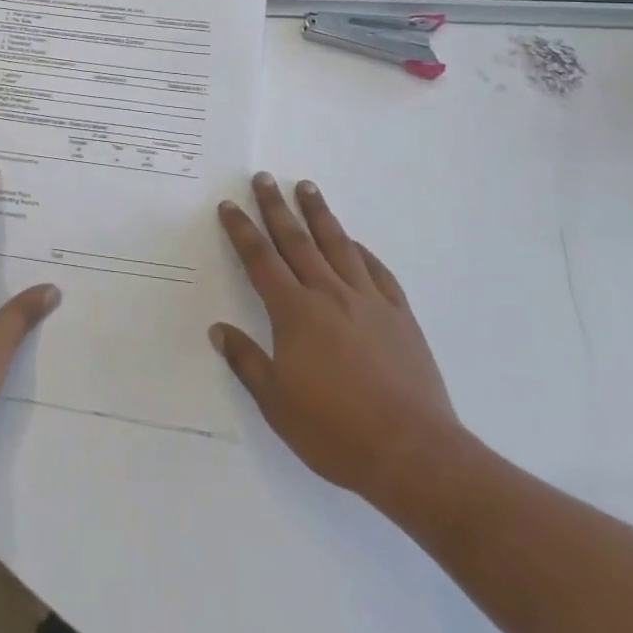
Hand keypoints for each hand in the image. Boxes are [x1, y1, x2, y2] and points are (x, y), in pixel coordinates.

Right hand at [211, 174, 462, 508]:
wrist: (414, 454)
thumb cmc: (336, 431)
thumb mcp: (277, 403)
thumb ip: (246, 362)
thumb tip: (218, 330)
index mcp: (295, 313)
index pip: (260, 260)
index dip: (241, 230)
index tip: (229, 205)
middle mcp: (329, 295)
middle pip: (297, 241)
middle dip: (276, 207)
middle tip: (264, 178)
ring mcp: (368, 302)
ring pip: (338, 245)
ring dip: (319, 214)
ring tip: (307, 187)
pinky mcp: (400, 317)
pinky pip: (377, 272)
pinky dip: (362, 251)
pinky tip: (355, 242)